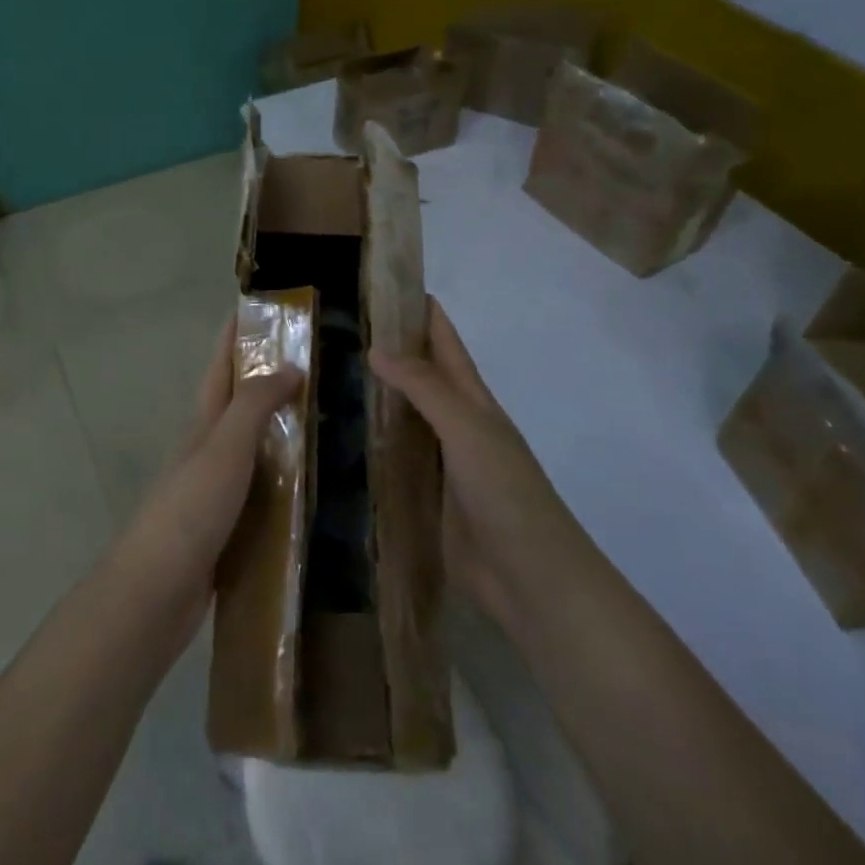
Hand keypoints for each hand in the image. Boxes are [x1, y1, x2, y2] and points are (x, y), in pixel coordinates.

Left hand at [117, 318, 302, 639]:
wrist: (155, 592)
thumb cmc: (189, 509)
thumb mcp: (224, 447)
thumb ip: (255, 405)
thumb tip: (291, 366)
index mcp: (204, 424)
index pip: (221, 366)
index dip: (235, 336)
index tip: (258, 308)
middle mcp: (207, 450)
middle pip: (237, 404)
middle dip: (266, 378)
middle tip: (313, 363)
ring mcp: (215, 490)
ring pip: (253, 448)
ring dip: (281, 430)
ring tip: (325, 420)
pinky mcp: (227, 528)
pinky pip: (262, 492)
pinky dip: (284, 480)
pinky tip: (313, 489)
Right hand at [369, 297, 575, 628]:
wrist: (532, 579)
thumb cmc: (506, 493)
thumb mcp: (467, 430)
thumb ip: (424, 388)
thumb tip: (377, 347)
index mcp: (473, 402)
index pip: (445, 345)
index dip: (423, 313)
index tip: (387, 284)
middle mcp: (457, 426)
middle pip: (423, 378)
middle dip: (392, 351)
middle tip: (342, 328)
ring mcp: (443, 465)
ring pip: (406, 419)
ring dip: (378, 397)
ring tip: (332, 375)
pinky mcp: (428, 500)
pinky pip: (397, 461)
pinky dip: (374, 445)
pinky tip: (345, 439)